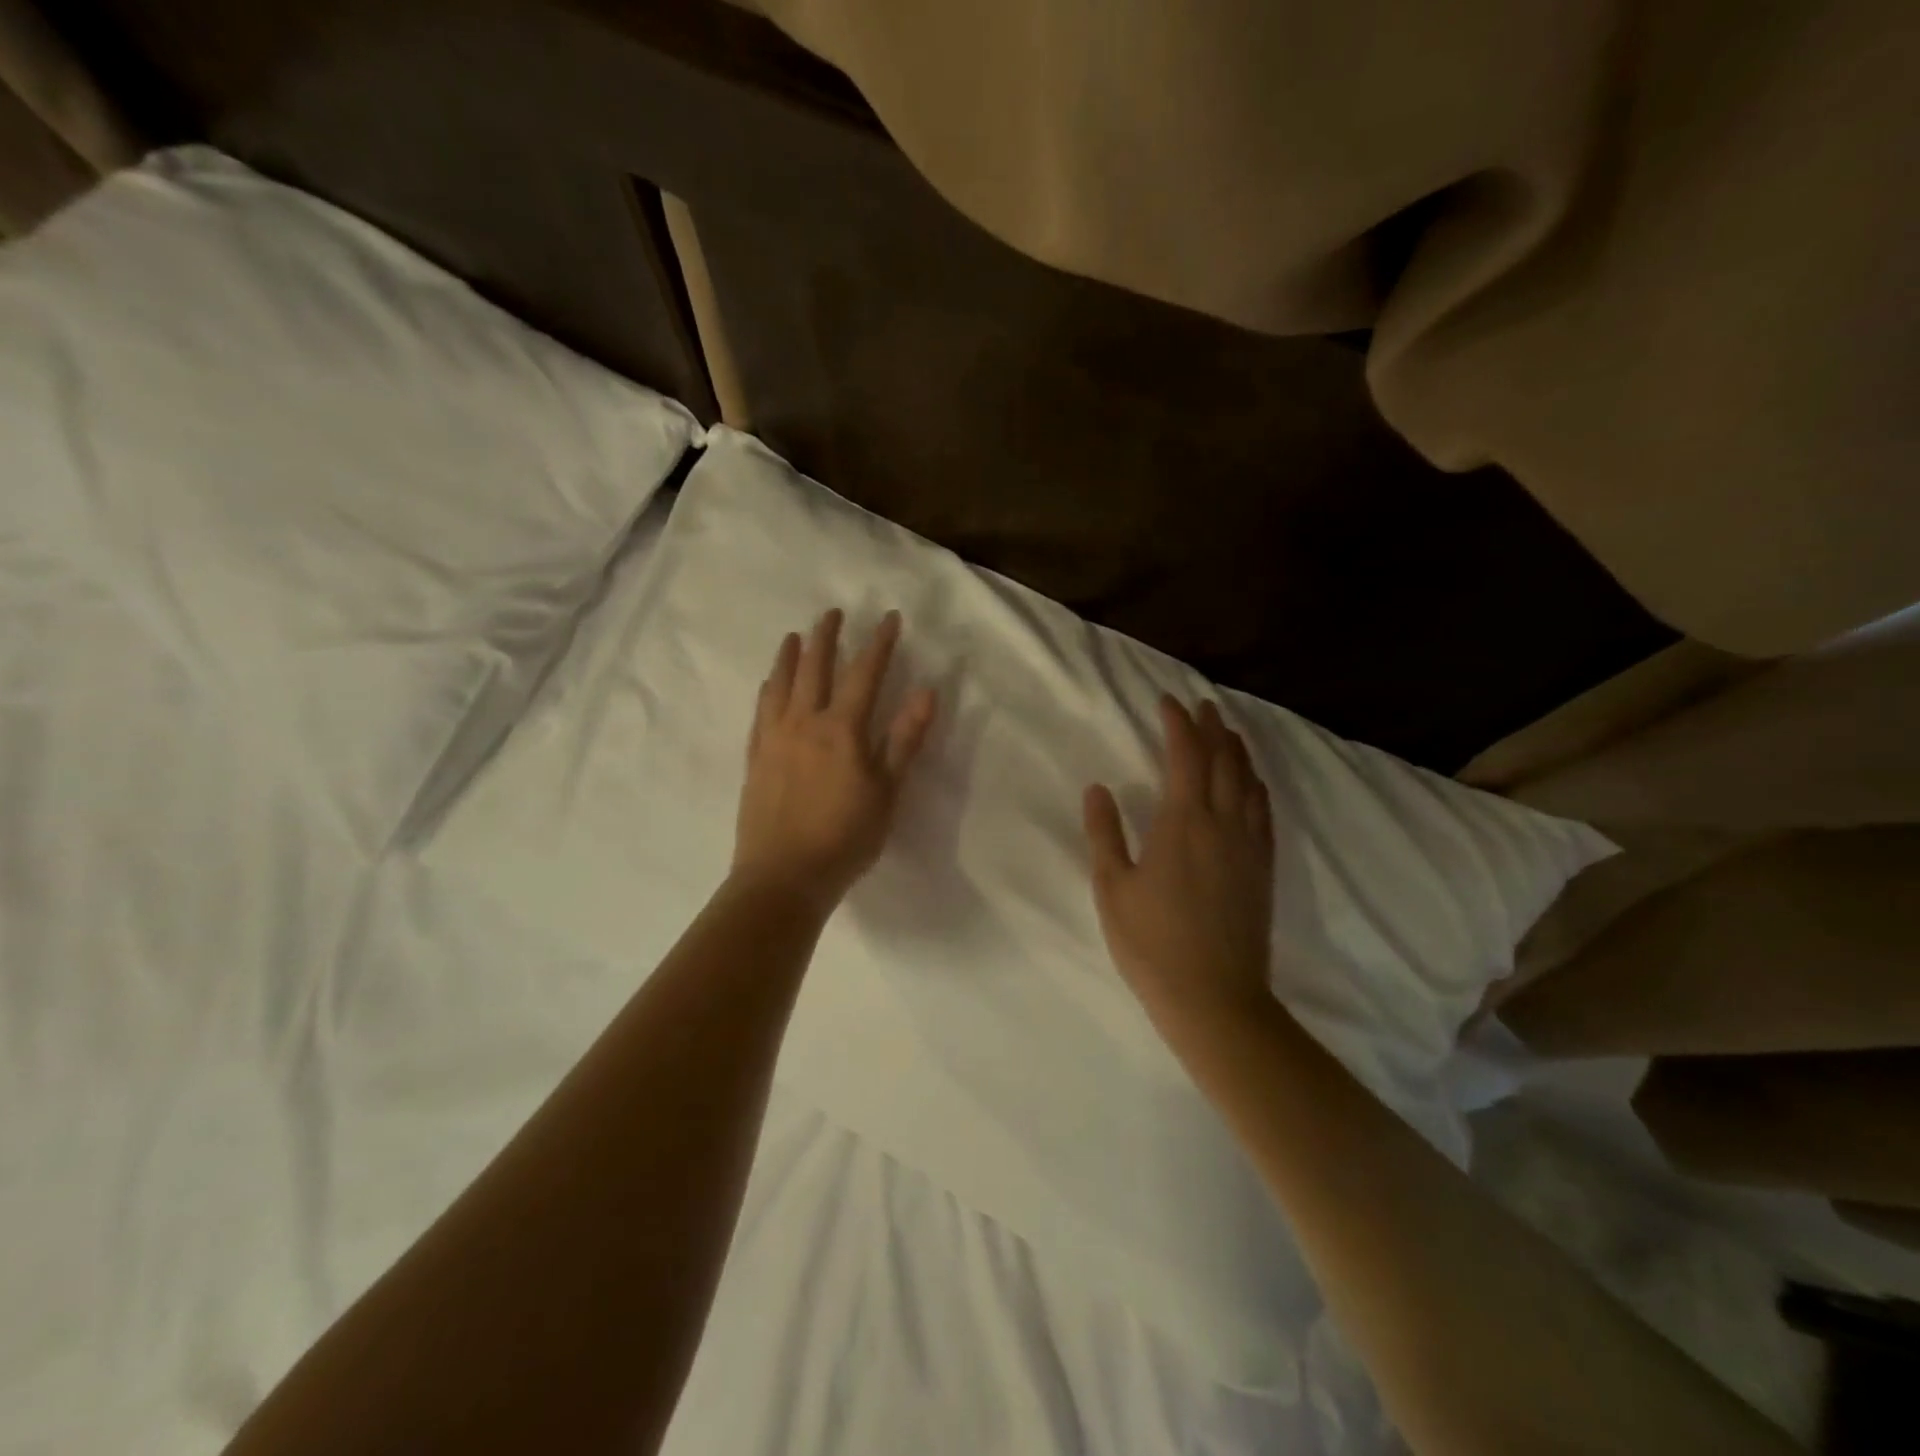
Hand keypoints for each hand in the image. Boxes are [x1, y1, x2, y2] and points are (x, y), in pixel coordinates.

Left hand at [732, 608, 937, 909]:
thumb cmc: (845, 838)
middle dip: (827, 636)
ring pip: (781, 684)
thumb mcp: (887, 792)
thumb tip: (926, 692)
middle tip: (833, 612)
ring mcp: (774, 739)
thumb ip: (904, 740)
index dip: (879, 643)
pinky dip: (768, 689)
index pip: (865, 674)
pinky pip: (761, 711)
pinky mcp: (755, 758)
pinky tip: (768, 684)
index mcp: (842, 730)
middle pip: (815, 668)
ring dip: (790, 655)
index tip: (889, 617)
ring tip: (794, 636)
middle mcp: (804, 723)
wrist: (782, 877)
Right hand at [1084, 697, 1275, 1038]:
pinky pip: (1264, 812)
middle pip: (1223, 760)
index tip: (1167, 701)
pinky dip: (1256, 786)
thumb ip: (1105, 833)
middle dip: (1212, 727)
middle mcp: (1223, 824)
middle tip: (1202, 705)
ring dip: (1237, 750)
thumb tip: (1098, 788)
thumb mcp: (1113, 888)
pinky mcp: (1264, 868)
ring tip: (1228, 731)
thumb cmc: (1152, 944)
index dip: (1177, 724)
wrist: (1215, 997)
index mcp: (1183, 823)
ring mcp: (1249, 846)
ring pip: (1248, 782)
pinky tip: (1253, 783)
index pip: (1184, 756)